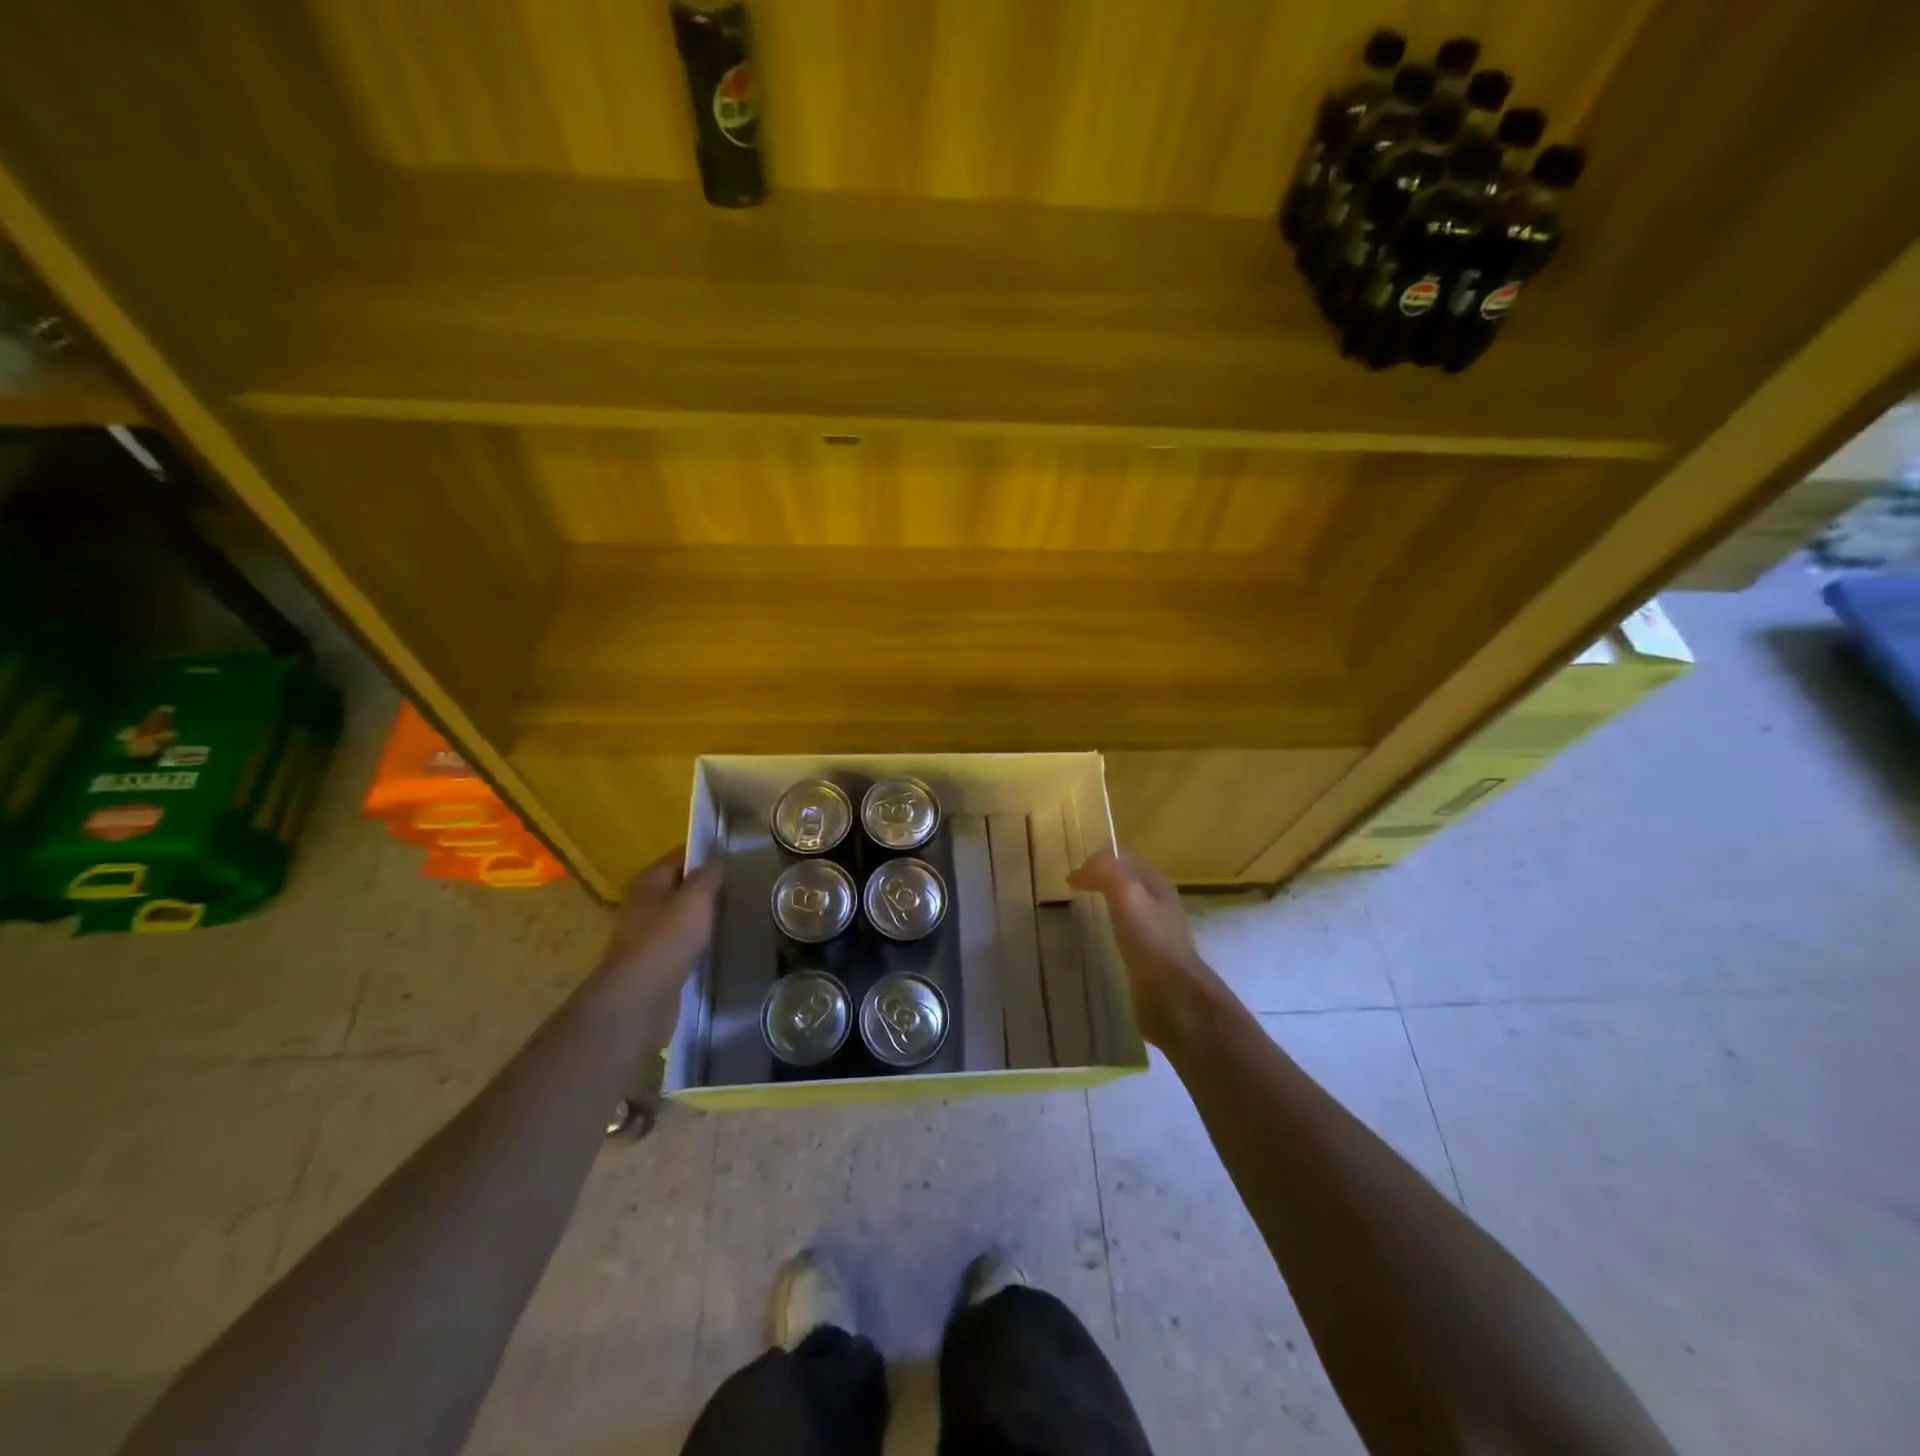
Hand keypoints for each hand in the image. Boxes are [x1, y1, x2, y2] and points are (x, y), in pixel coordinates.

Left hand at [596, 851, 722, 1025]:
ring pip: (684, 915)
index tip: (738, 859)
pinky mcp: (656, 960)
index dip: (708, 855)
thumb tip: (719, 857)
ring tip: (738, 914)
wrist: (641, 996)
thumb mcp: (697, 897)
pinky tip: (721, 942)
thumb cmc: (668, 937)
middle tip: (743, 887)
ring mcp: (648, 933)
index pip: (681, 856)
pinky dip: (700, 939)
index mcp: (649, 880)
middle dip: (709, 887)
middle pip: (682, 886)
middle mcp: (644, 902)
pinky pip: (683, 941)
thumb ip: (710, 874)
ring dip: (706, 915)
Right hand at [1068, 850, 1220, 1046]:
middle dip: (1102, 880)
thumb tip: (1078, 871)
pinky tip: (1095, 940)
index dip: (1100, 859)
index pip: (1126, 859)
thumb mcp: (1126, 892)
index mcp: (1157, 884)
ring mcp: (1155, 933)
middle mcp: (1159, 905)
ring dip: (1104, 905)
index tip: (1072, 872)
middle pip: (1127, 883)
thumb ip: (1105, 871)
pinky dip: (1107, 929)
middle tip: (1072, 889)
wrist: (1172, 994)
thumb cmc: (1150, 939)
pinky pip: (1124, 934)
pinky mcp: (1148, 960)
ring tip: (1079, 912)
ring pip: (1126, 908)